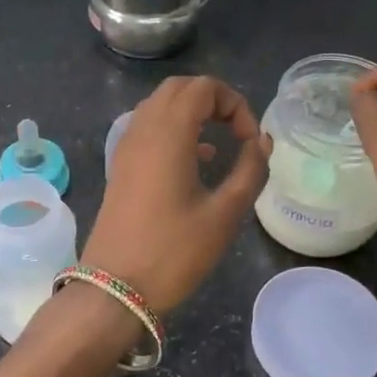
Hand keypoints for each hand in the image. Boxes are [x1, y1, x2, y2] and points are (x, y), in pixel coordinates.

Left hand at [82, 76, 271, 313]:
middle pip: (178, 89)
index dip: (235, 104)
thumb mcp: (224, 214)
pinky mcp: (120, 167)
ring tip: (220, 144)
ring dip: (191, 114)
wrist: (115, 288)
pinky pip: (148, 129)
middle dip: (213, 100)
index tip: (251, 140)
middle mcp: (142, 130)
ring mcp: (126, 147)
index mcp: (168, 133)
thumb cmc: (173, 252)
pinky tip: (196, 161)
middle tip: (237, 132)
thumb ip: (250, 171)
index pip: (203, 88)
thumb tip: (262, 142)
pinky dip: (174, 131)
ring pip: (159, 107)